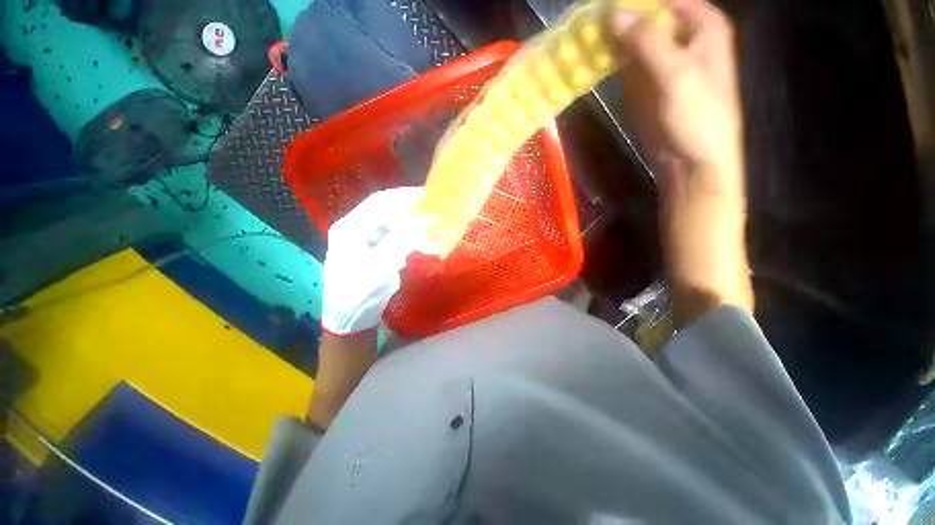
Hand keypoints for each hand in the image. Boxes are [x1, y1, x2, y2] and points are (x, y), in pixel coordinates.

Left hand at [320, 187, 426, 335]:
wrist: (350, 320)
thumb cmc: (358, 294)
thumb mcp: (379, 268)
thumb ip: (400, 242)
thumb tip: (423, 221)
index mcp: (349, 228)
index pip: (378, 203)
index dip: (404, 196)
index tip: (428, 194)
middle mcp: (355, 229)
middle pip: (385, 210)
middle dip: (410, 207)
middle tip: (433, 206)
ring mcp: (364, 241)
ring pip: (391, 223)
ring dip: (411, 222)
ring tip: (431, 221)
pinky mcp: (374, 251)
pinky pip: (394, 237)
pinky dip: (410, 237)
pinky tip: (422, 241)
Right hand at [613, 0, 752, 325]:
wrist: (692, 163)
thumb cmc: (698, 118)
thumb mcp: (677, 75)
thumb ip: (647, 41)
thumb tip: (613, 14)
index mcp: (703, 27)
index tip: (605, 2)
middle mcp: (684, 38)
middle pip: (648, 16)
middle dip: (620, 16)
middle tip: (587, 18)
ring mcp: (663, 62)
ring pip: (635, 38)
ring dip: (612, 36)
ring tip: (584, 34)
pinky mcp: (647, 86)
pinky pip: (628, 62)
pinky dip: (611, 59)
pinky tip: (592, 57)